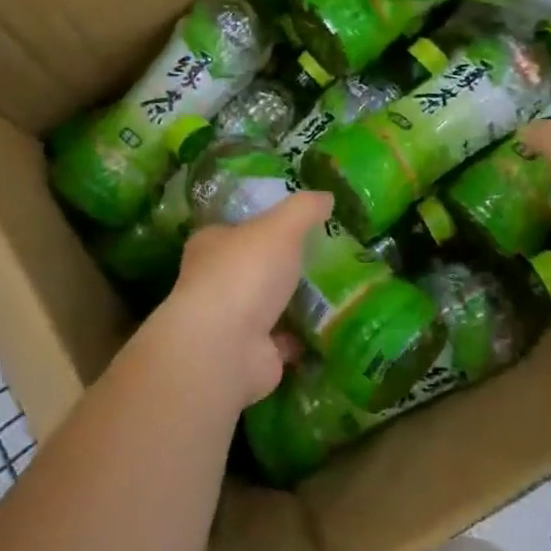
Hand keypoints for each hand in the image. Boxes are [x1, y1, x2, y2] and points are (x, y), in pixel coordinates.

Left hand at [153, 190, 332, 408]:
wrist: (225, 347)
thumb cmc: (245, 273)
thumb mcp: (280, 227)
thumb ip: (304, 209)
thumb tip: (327, 195)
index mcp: (211, 245)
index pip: (235, 228)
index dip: (261, 224)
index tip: (295, 223)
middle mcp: (215, 282)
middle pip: (253, 267)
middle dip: (283, 265)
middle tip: (326, 256)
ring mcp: (231, 322)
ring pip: (269, 306)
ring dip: (296, 302)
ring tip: (339, 289)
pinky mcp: (252, 354)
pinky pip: (285, 340)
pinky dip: (304, 336)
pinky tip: (333, 325)